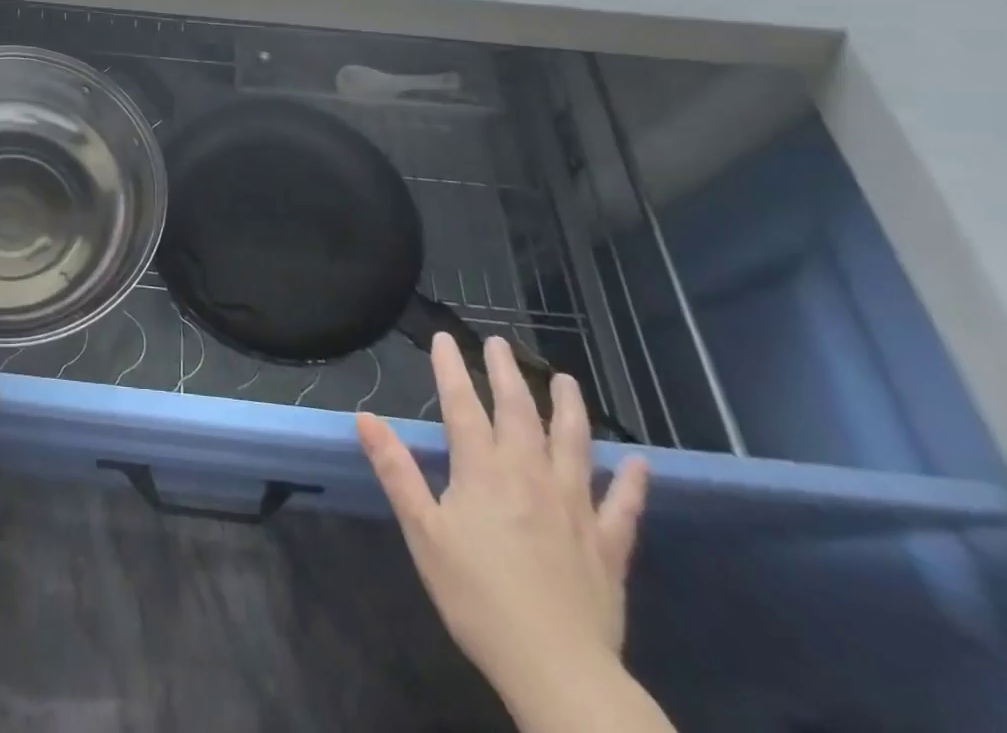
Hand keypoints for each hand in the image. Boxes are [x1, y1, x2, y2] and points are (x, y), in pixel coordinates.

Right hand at [358, 334, 648, 697]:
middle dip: (506, 373)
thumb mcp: (423, 532)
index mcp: (483, 470)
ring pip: (575, 444)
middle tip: (499, 343)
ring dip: (569, 408)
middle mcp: (530, 475)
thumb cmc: (476, 596)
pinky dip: (633, 483)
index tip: (443, 338)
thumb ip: (396, 470)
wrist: (556, 669)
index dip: (451, 368)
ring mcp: (575, 507)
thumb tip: (365, 418)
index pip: (462, 405)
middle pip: (519, 411)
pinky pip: (624, 507)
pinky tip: (641, 464)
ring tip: (565, 380)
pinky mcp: (608, 545)